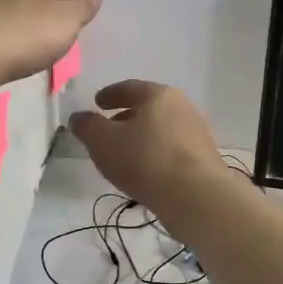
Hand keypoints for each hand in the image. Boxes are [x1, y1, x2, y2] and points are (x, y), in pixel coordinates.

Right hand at [69, 80, 226, 217]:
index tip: (97, 102)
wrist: (195, 196)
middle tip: (109, 129)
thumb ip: (87, 127)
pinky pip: (173, 151)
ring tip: (125, 154)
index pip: (130, 87)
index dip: (110, 94)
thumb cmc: (144, 159)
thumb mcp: (103, 141)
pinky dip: (156, 155)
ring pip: (162, 130)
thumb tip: (78, 118)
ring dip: (143, 138)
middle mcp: (183, 107)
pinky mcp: (204, 160)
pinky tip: (146, 172)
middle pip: (149, 108)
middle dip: (127, 117)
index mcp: (159, 95)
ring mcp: (197, 134)